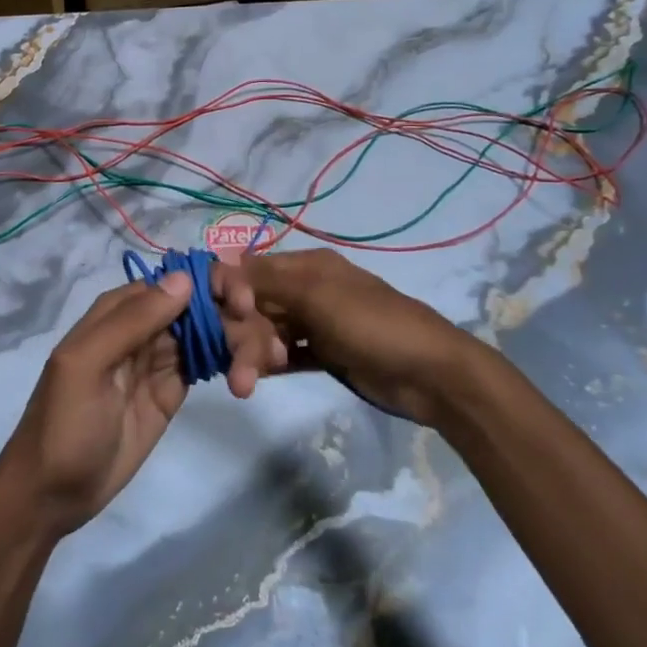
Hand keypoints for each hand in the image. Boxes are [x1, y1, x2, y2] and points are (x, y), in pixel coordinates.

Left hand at [0, 266, 285, 537]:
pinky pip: (210, 362)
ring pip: (211, 331)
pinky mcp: (175, 388)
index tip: (245, 302)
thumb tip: (184, 278)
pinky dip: (234, 364)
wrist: (53, 494)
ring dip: (241, 342)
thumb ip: (132, 321)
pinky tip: (252, 377)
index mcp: (119, 310)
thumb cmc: (64, 424)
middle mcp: (144, 326)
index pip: (174, 279)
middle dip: (236, 317)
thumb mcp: (87, 366)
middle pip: (201, 304)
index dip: (213, 282)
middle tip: (264, 351)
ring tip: (259, 371)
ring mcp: (161, 357)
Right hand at [240, 249, 474, 425]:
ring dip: (253, 354)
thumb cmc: (372, 325)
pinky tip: (255, 379)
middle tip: (235, 369)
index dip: (229, 290)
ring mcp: (318, 323)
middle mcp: (308, 289)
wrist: (430, 374)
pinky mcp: (326, 353)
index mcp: (308, 266)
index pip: (252, 270)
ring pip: (270, 332)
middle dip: (241, 333)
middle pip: (257, 305)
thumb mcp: (317, 297)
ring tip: (245, 385)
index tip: (216, 317)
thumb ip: (266, 282)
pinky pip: (287, 354)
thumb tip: (220, 261)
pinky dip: (271, 364)